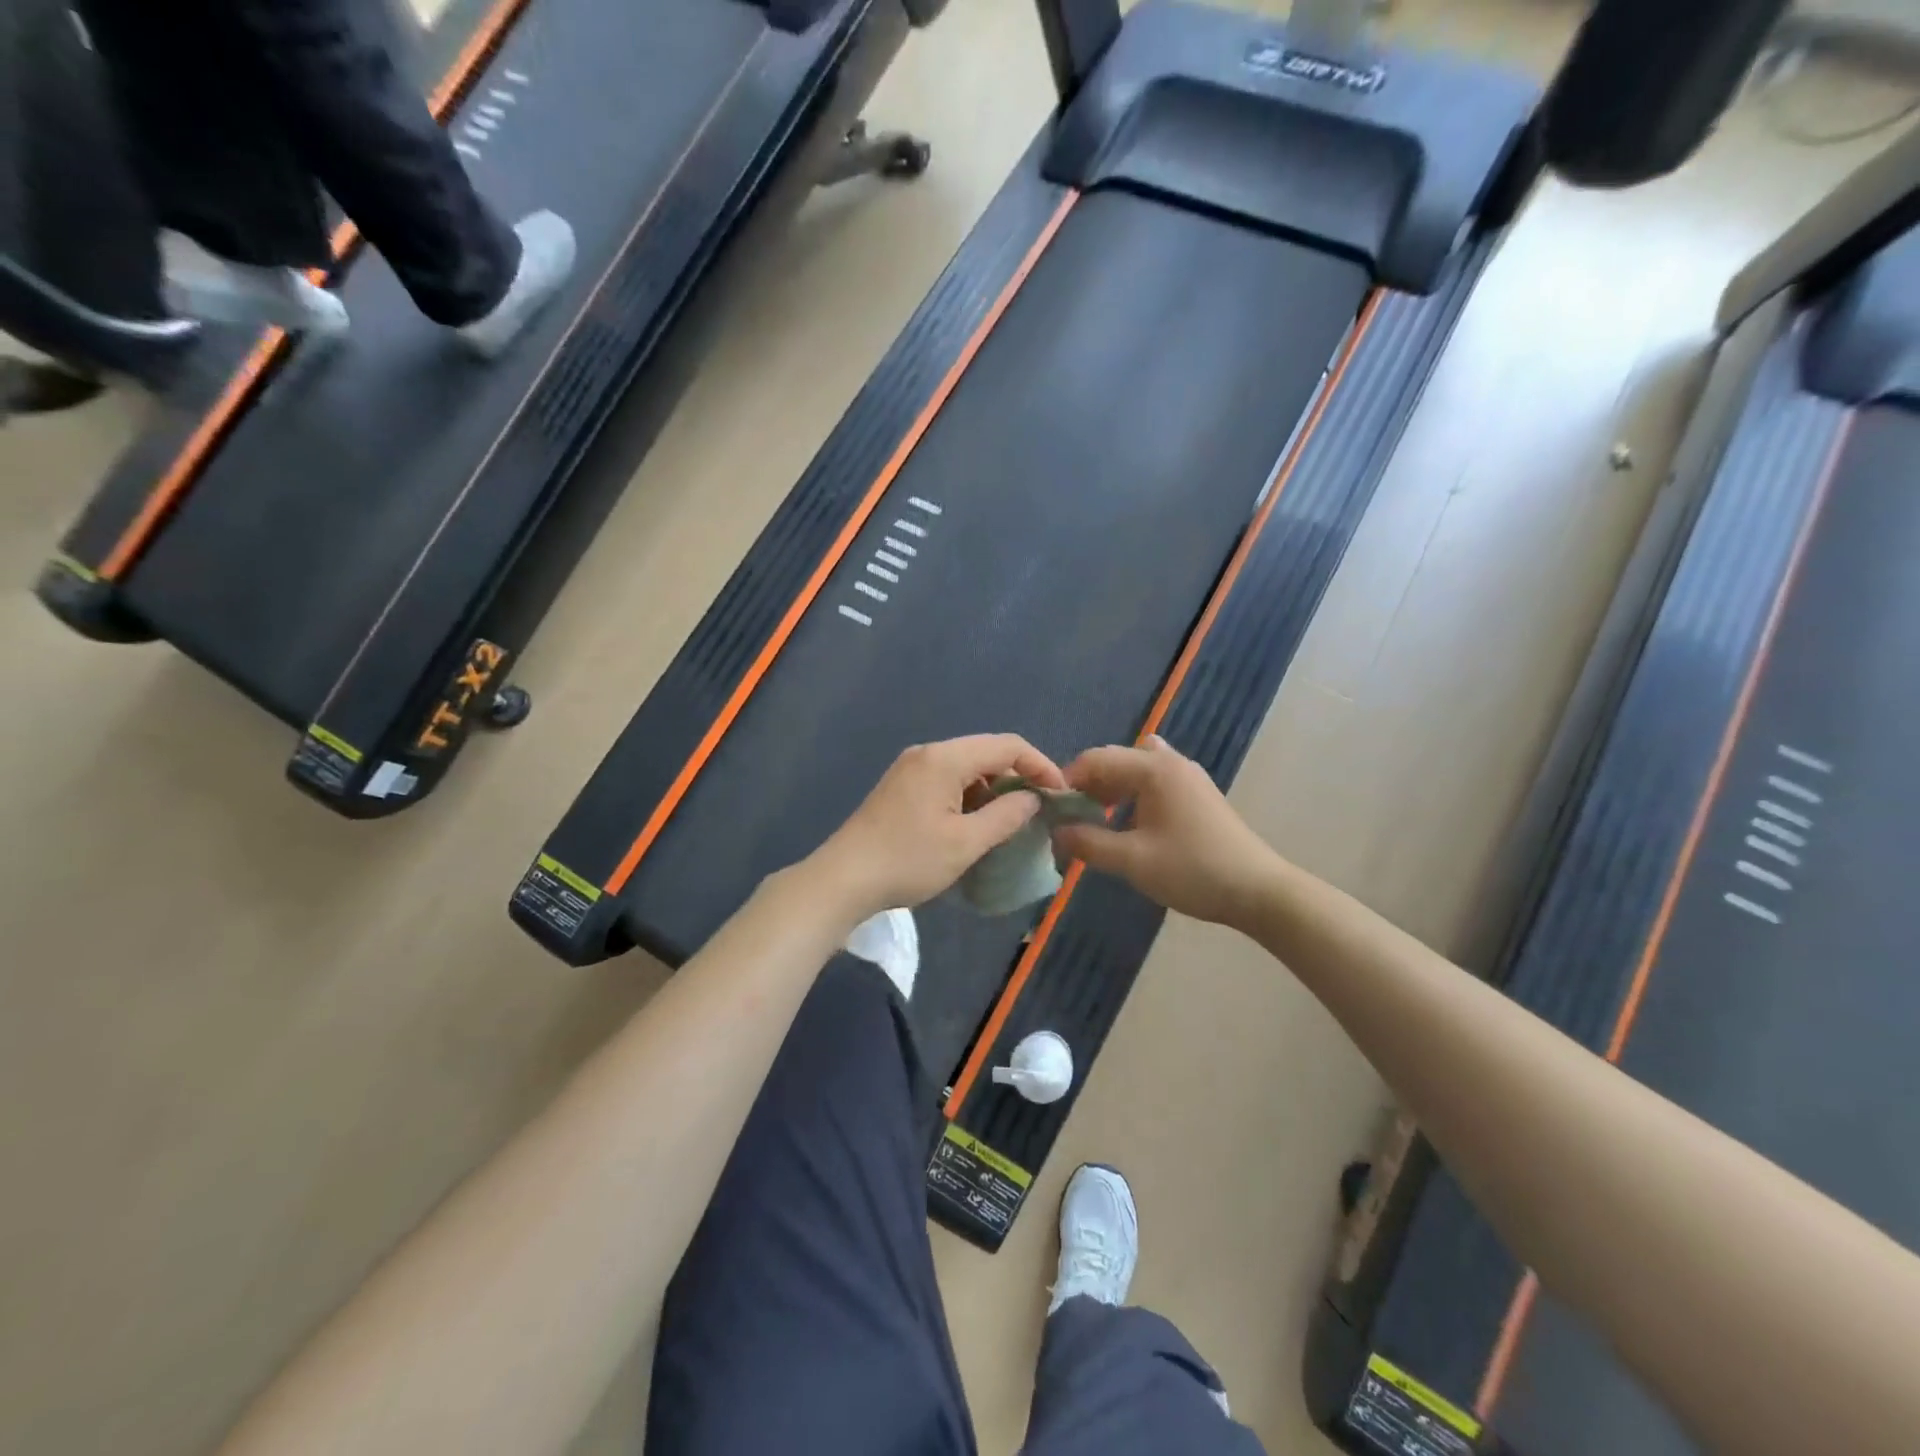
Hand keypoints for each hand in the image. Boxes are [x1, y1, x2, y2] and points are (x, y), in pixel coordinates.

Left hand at [807, 734, 1066, 922]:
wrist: (842, 879)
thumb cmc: (907, 860)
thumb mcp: (965, 843)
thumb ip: (1006, 816)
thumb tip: (1032, 798)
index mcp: (945, 758)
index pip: (1007, 745)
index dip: (1040, 765)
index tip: (1060, 795)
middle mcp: (928, 753)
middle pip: (986, 752)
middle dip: (1018, 777)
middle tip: (1039, 810)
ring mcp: (910, 769)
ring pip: (966, 767)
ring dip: (993, 789)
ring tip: (1011, 821)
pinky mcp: (901, 787)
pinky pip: (947, 780)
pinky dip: (970, 796)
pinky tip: (975, 824)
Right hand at [1053, 736, 1281, 929]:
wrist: (1258, 891)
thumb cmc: (1192, 871)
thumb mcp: (1132, 861)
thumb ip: (1087, 843)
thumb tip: (1055, 832)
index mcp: (1153, 768)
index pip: (1095, 759)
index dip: (1067, 781)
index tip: (1049, 810)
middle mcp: (1170, 761)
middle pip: (1114, 760)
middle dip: (1087, 785)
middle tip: (1069, 818)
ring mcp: (1187, 776)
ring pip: (1134, 770)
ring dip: (1109, 790)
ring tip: (1094, 820)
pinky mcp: (1197, 793)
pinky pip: (1153, 781)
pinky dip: (1132, 794)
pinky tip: (1127, 818)